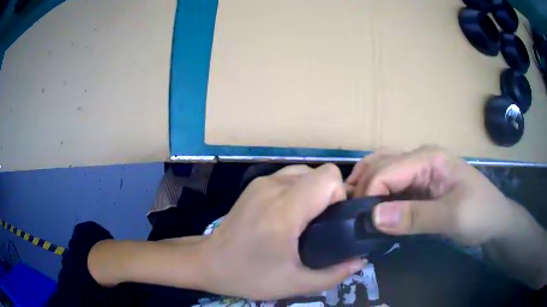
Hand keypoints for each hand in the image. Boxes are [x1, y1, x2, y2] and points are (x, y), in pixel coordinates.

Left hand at [202, 164, 365, 299]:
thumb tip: (360, 260)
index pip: (328, 178)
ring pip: (306, 171)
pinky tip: (292, 213)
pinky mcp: (255, 184)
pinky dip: (300, 189)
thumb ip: (333, 274)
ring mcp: (262, 182)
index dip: (341, 196)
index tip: (336, 221)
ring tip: (309, 219)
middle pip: (320, 172)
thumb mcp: (294, 284)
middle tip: (325, 224)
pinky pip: (290, 176)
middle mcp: (273, 188)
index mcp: (283, 212)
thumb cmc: (248, 276)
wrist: (208, 262)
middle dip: (331, 195)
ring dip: (315, 191)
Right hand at [346, 145, 517, 245]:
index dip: (368, 193)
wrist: (494, 222)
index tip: (358, 222)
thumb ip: (415, 216)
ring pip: (382, 171)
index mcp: (429, 157)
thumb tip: (373, 217)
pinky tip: (370, 210)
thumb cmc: (480, 214)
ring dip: (365, 188)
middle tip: (349, 216)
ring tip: (353, 211)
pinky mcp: (419, 185)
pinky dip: (376, 195)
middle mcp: (420, 158)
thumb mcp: (452, 217)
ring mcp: (419, 171)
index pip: (387, 169)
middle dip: (361, 188)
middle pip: (380, 165)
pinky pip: (391, 185)